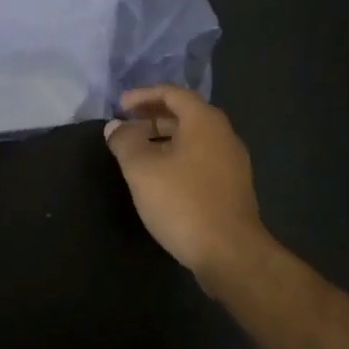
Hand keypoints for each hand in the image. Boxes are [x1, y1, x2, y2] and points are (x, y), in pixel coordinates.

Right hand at [104, 86, 265, 277]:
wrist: (231, 254)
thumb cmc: (183, 202)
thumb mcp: (142, 169)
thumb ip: (125, 142)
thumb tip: (115, 127)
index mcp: (205, 122)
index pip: (173, 94)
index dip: (143, 96)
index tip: (120, 106)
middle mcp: (224, 135)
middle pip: (185, 115)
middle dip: (153, 117)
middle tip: (126, 127)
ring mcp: (232, 163)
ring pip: (193, 139)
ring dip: (164, 139)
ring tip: (138, 153)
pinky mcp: (233, 188)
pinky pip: (201, 160)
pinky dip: (177, 158)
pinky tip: (160, 178)